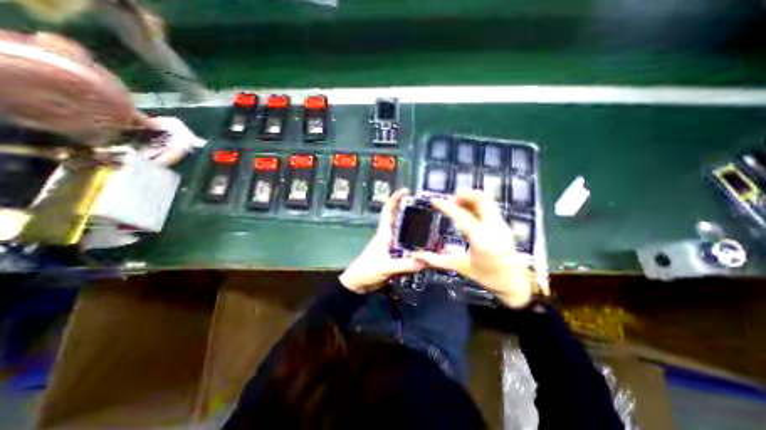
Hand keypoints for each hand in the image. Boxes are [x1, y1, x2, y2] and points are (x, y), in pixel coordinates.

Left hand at [339, 187, 427, 293]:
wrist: (359, 284)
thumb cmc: (367, 270)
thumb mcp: (385, 266)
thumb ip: (404, 264)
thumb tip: (426, 261)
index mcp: (384, 232)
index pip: (388, 211)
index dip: (395, 199)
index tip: (406, 190)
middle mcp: (390, 236)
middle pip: (401, 220)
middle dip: (413, 212)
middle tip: (430, 210)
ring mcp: (393, 246)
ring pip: (407, 234)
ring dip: (418, 230)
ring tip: (434, 227)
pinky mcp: (396, 256)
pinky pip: (409, 248)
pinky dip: (418, 246)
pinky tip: (428, 248)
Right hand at [413, 189, 533, 306]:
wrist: (515, 283)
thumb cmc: (488, 277)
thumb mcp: (461, 268)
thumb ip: (437, 260)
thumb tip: (418, 256)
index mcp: (482, 241)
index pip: (462, 216)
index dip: (446, 206)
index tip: (435, 201)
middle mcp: (495, 229)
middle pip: (482, 200)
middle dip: (465, 194)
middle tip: (452, 197)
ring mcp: (502, 225)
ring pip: (488, 201)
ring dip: (472, 197)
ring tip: (458, 201)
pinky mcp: (504, 224)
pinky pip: (491, 206)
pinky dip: (478, 203)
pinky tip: (468, 209)